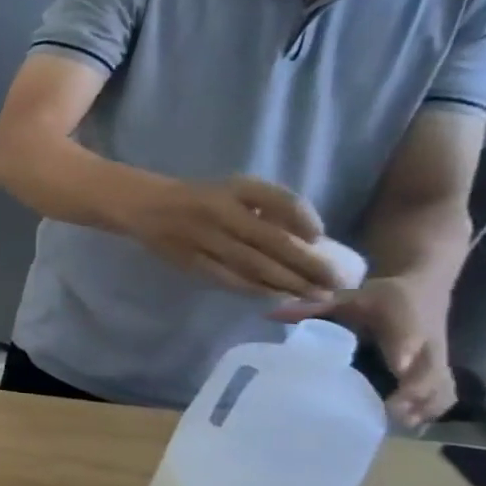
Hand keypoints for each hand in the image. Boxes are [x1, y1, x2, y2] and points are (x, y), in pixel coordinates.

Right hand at [128, 175, 338, 298]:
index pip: (282, 202)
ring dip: (288, 282)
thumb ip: (270, 206)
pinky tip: (276, 297)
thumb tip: (309, 238)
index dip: (306, 220)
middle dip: (309, 264)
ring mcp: (204, 239)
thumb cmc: (202, 197)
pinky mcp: (190, 261)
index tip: (321, 238)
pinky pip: (228, 278)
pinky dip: (255, 289)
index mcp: (235, 190)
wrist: (147, 207)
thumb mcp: (236, 188)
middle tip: (337, 283)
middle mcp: (221, 213)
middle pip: (273, 241)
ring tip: (315, 296)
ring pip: (253, 265)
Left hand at [274, 276, 453, 426]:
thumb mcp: (349, 296)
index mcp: (402, 316)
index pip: (408, 335)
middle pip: (430, 368)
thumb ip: (312, 306)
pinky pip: (446, 390)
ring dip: (426, 404)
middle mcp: (426, 340)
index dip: (405, 351)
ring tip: (401, 423)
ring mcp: (438, 356)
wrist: (423, 288)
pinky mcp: (442, 367)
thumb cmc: (379, 297)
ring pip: (442, 384)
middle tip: (392, 410)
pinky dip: (435, 407)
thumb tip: (269, 314)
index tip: (399, 366)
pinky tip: (415, 424)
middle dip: (416, 390)